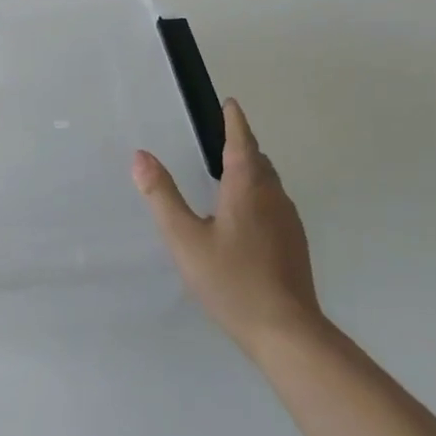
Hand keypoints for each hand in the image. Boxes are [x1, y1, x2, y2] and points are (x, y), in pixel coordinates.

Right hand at [133, 98, 323, 351]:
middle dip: (242, 144)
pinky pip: (274, 204)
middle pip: (259, 160)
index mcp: (248, 187)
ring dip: (251, 170)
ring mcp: (289, 222)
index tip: (230, 103)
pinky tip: (243, 217)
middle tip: (220, 138)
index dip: (234, 121)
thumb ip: (162, 196)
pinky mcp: (294, 244)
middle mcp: (273, 197)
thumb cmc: (231, 280)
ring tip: (227, 173)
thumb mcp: (184, 238)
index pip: (241, 141)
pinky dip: (258, 195)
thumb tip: (140, 156)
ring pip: (269, 183)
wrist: (287, 332)